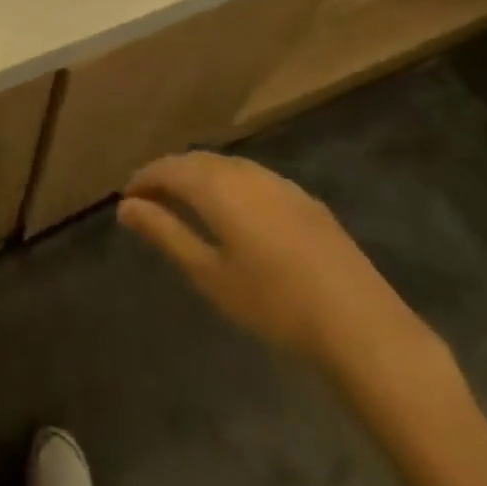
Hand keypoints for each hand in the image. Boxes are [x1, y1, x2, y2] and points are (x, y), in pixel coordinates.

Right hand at [118, 152, 435, 380]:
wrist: (361, 325)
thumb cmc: (273, 304)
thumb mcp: (209, 273)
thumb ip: (165, 233)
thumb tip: (126, 206)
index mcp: (217, 187)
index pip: (168, 168)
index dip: (144, 178)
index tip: (127, 197)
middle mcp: (245, 172)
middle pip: (197, 160)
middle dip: (170, 173)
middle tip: (151, 199)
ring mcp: (279, 182)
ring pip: (226, 165)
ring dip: (200, 176)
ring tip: (187, 202)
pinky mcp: (304, 198)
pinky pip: (252, 176)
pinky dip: (229, 183)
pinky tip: (234, 211)